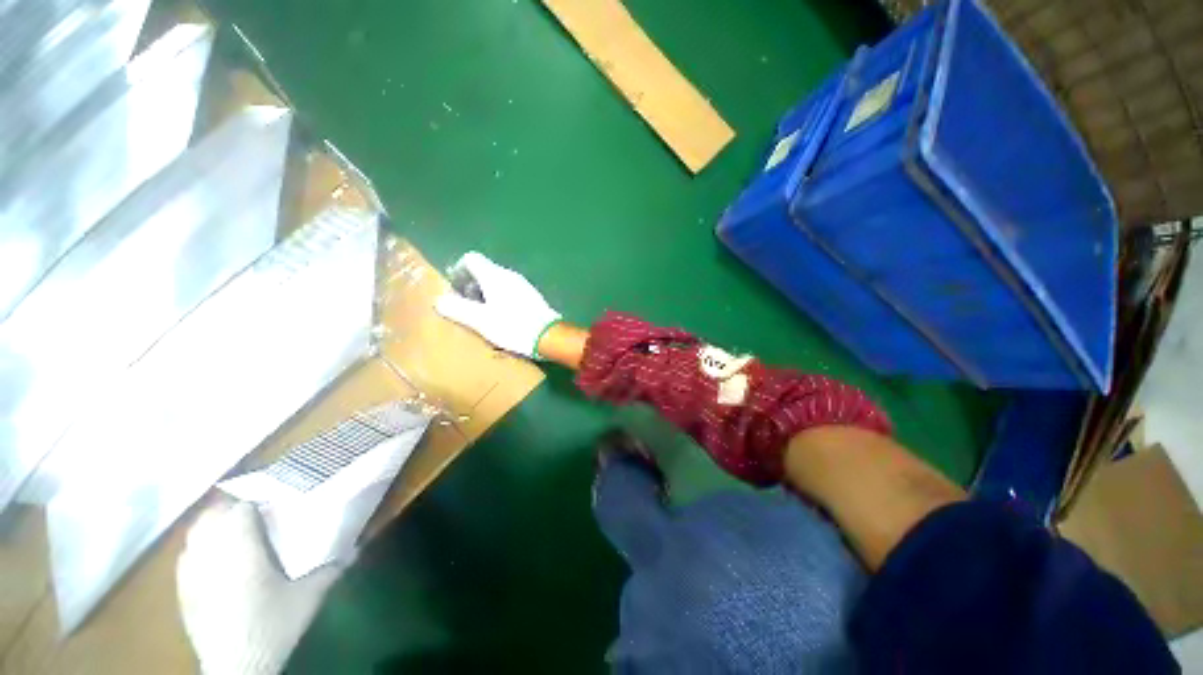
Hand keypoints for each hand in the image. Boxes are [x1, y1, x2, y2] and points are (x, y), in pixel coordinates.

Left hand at [176, 501, 346, 674]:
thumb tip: (357, 548)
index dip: (255, 500)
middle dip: (230, 508)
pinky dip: (198, 550)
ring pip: (193, 536)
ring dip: (212, 527)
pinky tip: (213, 560)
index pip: (239, 510)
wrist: (239, 669)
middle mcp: (210, 557)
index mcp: (240, 552)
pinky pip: (185, 558)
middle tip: (254, 511)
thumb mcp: (310, 597)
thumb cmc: (274, 627)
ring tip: (233, 531)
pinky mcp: (183, 595)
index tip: (274, 499)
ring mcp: (191, 577)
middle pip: (210, 517)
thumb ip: (332, 568)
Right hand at [434, 251, 561, 358]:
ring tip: (480, 314)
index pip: (471, 258)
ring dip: (484, 293)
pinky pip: (509, 291)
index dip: (458, 270)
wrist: (548, 336)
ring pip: (497, 281)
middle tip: (464, 305)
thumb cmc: (513, 326)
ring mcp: (522, 285)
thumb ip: (458, 309)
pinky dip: (499, 299)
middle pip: (484, 270)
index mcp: (494, 275)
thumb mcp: (481, 320)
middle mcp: (509, 275)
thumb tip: (439, 300)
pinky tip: (500, 318)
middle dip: (470, 284)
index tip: (453, 289)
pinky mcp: (531, 296)